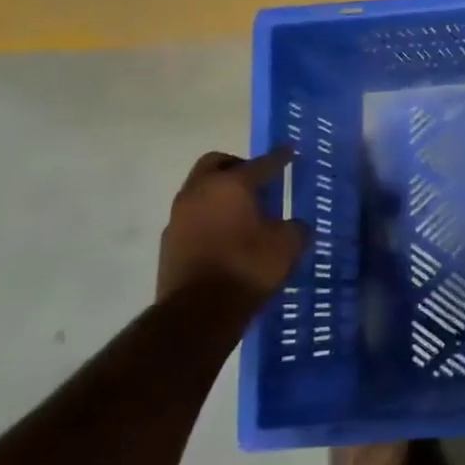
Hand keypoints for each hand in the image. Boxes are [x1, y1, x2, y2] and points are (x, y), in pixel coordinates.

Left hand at [157, 149, 309, 303]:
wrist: (198, 312)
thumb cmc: (248, 268)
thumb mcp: (287, 246)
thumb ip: (295, 228)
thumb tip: (293, 225)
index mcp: (231, 184)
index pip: (260, 163)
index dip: (279, 158)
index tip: (289, 152)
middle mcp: (199, 191)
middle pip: (216, 164)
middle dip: (238, 166)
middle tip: (258, 180)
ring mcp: (178, 216)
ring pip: (201, 190)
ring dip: (221, 194)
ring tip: (244, 212)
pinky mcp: (169, 242)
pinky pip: (193, 217)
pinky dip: (210, 218)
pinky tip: (227, 237)